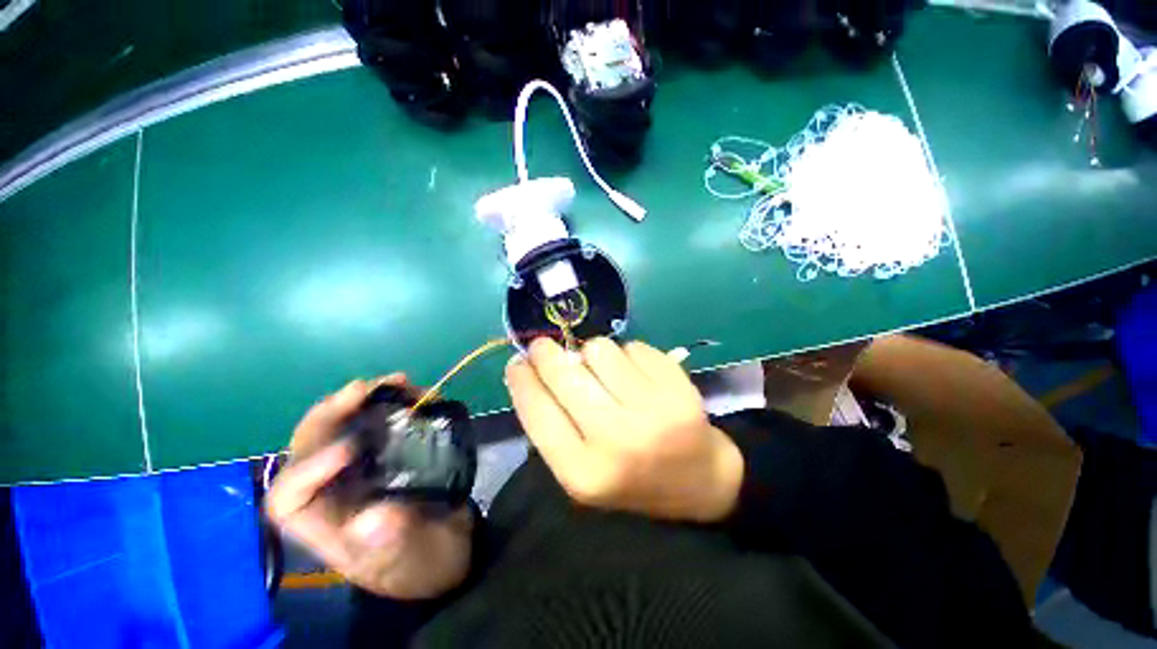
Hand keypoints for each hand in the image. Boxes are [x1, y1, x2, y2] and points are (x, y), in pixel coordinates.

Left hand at [265, 376, 472, 598]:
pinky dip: (388, 402)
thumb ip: (393, 544)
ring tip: (395, 381)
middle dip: (330, 415)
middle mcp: (333, 491)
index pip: (290, 498)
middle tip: (363, 388)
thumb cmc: (425, 563)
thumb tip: (372, 517)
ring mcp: (358, 468)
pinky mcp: (384, 454)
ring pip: (339, 428)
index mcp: (325, 526)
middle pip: (308, 450)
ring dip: (361, 401)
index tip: (352, 449)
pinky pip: (375, 422)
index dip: (309, 470)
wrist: (449, 547)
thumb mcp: (413, 560)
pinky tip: (408, 391)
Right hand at [505, 338, 743, 522]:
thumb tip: (532, 371)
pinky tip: (635, 375)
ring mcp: (653, 411)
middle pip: (566, 374)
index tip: (517, 363)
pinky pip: (633, 347)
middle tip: (544, 347)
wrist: (699, 480)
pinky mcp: (678, 388)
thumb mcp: (582, 470)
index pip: (538, 412)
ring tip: (602, 370)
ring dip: (592, 354)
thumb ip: (554, 424)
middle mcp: (617, 440)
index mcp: (584, 473)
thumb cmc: (632, 479)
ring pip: (599, 349)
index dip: (522, 381)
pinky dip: (627, 354)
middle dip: (546, 353)